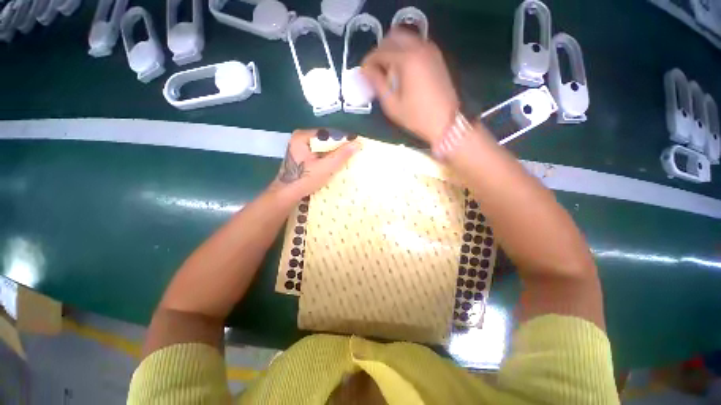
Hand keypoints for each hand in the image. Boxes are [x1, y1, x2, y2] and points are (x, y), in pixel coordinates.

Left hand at [271, 129, 359, 201]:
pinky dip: (328, 158)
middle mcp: (300, 139)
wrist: (287, 195)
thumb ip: (341, 155)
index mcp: (303, 136)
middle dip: (339, 147)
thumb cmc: (304, 179)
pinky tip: (337, 164)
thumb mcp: (326, 167)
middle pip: (325, 140)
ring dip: (335, 153)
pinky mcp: (302, 158)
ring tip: (348, 158)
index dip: (343, 139)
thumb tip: (358, 143)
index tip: (357, 144)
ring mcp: (300, 149)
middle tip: (354, 152)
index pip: (328, 133)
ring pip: (323, 148)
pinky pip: (319, 154)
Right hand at [362, 28, 458, 143]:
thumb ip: (377, 83)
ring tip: (388, 71)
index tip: (364, 73)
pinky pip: (416, 44)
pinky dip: (405, 51)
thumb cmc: (416, 117)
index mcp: (406, 59)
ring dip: (393, 49)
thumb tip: (365, 70)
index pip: (380, 51)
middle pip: (393, 37)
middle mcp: (419, 47)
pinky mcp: (436, 56)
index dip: (369, 61)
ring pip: (405, 38)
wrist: (445, 122)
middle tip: (375, 70)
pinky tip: (402, 69)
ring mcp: (430, 50)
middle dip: (380, 51)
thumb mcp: (391, 104)